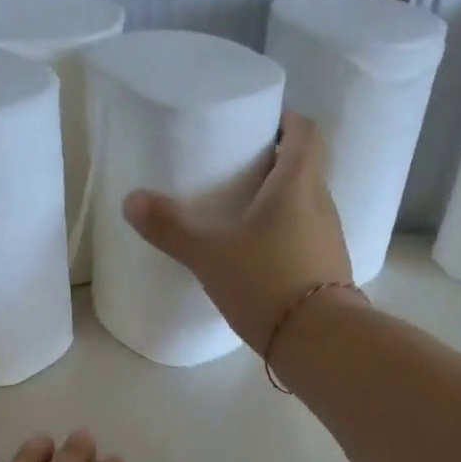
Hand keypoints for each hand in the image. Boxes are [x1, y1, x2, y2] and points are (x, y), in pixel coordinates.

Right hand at [122, 111, 356, 350]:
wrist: (318, 340)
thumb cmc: (266, 282)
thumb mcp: (210, 256)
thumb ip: (171, 229)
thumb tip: (131, 201)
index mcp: (298, 182)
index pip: (304, 131)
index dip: (285, 121)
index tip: (258, 126)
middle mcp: (321, 202)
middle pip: (305, 168)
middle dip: (276, 164)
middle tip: (239, 173)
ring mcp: (330, 239)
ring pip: (307, 206)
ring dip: (282, 204)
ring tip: (245, 216)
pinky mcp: (329, 271)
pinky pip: (307, 240)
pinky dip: (287, 238)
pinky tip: (260, 258)